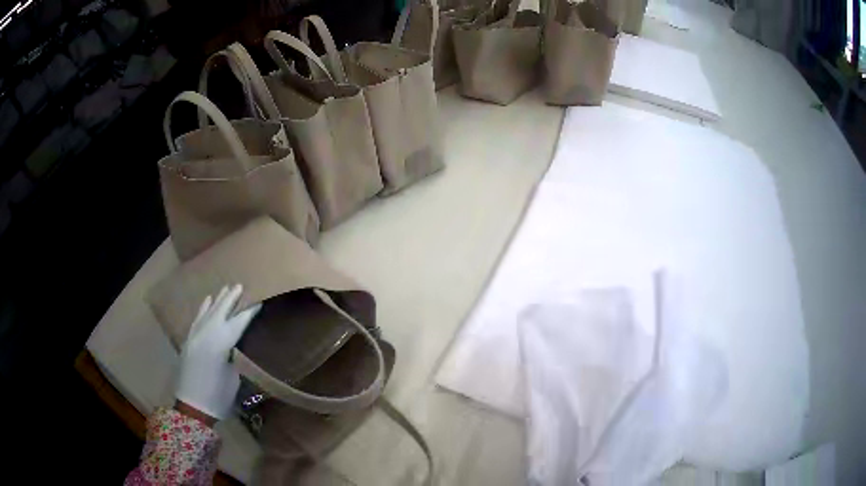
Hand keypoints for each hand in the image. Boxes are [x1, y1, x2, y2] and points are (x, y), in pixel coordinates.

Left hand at [175, 284, 261, 421]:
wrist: (192, 407)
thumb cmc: (218, 395)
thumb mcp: (233, 376)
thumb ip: (234, 354)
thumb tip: (236, 344)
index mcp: (220, 343)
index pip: (238, 322)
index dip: (249, 312)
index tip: (259, 301)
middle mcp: (206, 334)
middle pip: (220, 311)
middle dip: (231, 299)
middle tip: (240, 286)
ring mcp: (195, 335)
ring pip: (208, 312)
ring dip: (217, 300)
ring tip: (226, 289)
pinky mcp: (188, 340)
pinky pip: (197, 318)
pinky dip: (203, 308)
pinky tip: (207, 301)